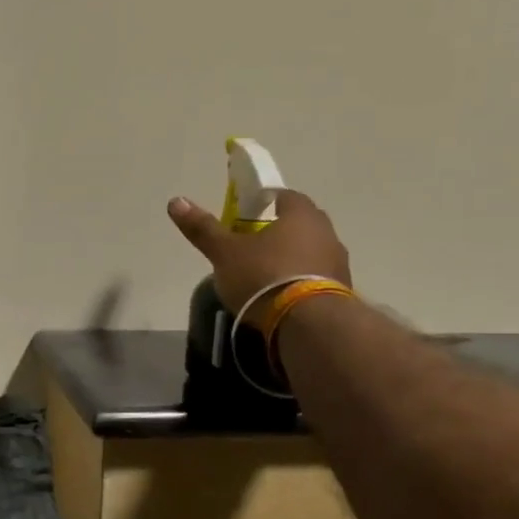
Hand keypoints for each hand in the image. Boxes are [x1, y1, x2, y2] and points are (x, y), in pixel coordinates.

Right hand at [168, 189, 352, 330]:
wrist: (307, 322)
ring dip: (293, 258)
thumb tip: (176, 201)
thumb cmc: (264, 275)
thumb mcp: (225, 252)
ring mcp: (338, 262)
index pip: (284, 196)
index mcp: (300, 214)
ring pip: (311, 251)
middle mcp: (326, 232)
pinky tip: (283, 297)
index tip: (247, 215)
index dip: (265, 202)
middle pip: (300, 224)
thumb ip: (203, 228)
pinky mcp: (342, 291)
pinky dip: (302, 281)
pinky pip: (318, 277)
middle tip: (253, 245)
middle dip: (279, 231)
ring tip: (266, 276)